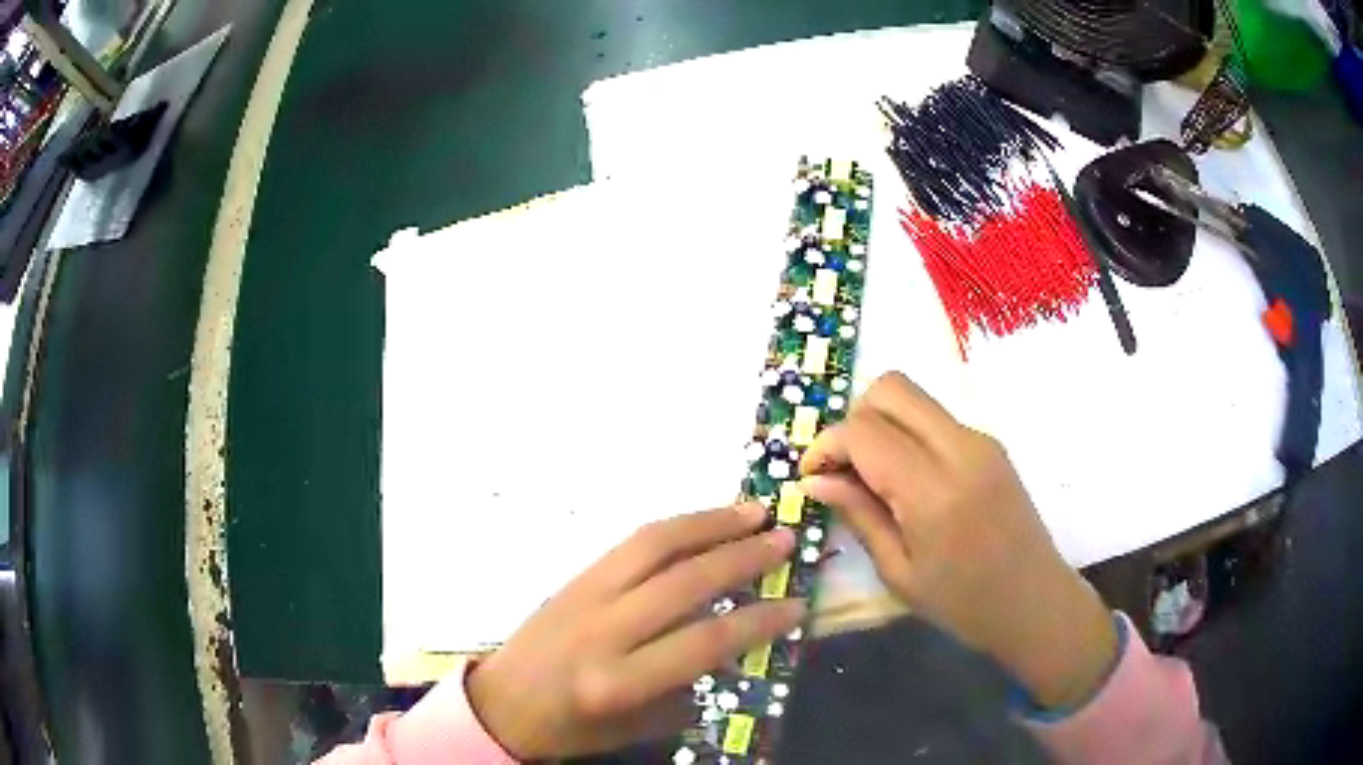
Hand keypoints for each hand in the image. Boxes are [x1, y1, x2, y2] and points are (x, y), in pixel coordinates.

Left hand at [466, 504, 804, 759]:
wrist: (503, 702)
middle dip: (743, 558)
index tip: (796, 605)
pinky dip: (675, 527)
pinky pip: (630, 543)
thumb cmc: (573, 726)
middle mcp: (603, 631)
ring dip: (710, 523)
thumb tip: (733, 645)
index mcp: (619, 681)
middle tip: (786, 540)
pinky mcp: (575, 576)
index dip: (758, 621)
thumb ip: (688, 687)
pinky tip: (703, 522)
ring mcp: (585, 595)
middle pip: (684, 583)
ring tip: (753, 512)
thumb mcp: (638, 725)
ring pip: (654, 546)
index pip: (704, 642)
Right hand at [799, 372, 1116, 709]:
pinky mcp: (990, 443)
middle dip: (853, 419)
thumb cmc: (964, 604)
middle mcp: (960, 447)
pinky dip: (906, 433)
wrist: (1035, 602)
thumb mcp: (899, 572)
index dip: (826, 445)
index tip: (811, 476)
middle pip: (890, 388)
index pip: (864, 431)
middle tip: (842, 469)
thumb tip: (814, 480)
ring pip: (912, 396)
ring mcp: (981, 439)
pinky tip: (904, 480)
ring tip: (871, 477)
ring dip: (880, 423)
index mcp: (934, 489)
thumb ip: (858, 515)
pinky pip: (934, 417)